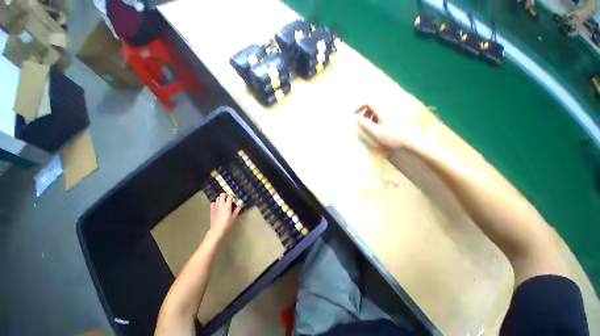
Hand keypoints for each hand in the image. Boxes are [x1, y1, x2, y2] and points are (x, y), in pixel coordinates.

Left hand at [209, 194, 241, 235]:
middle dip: (226, 195)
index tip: (235, 199)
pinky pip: (213, 202)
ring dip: (221, 198)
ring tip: (224, 202)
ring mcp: (215, 206)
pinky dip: (216, 202)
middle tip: (229, 199)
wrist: (217, 229)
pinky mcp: (211, 209)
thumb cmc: (227, 223)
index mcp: (227, 205)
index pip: (230, 196)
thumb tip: (241, 204)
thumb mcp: (234, 217)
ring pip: (217, 198)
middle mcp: (221, 204)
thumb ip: (237, 209)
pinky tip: (218, 206)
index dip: (233, 196)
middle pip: (222, 194)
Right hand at [355, 104, 426, 149]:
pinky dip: (379, 117)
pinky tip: (381, 126)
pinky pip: (385, 112)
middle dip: (366, 112)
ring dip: (372, 115)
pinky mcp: (398, 115)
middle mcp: (388, 107)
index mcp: (382, 110)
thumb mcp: (375, 132)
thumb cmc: (392, 137)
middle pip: (374, 105)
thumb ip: (365, 124)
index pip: (368, 102)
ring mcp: (394, 111)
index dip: (360, 107)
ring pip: (379, 109)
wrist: (412, 140)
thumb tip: (356, 118)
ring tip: (372, 126)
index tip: (355, 114)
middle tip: (364, 122)